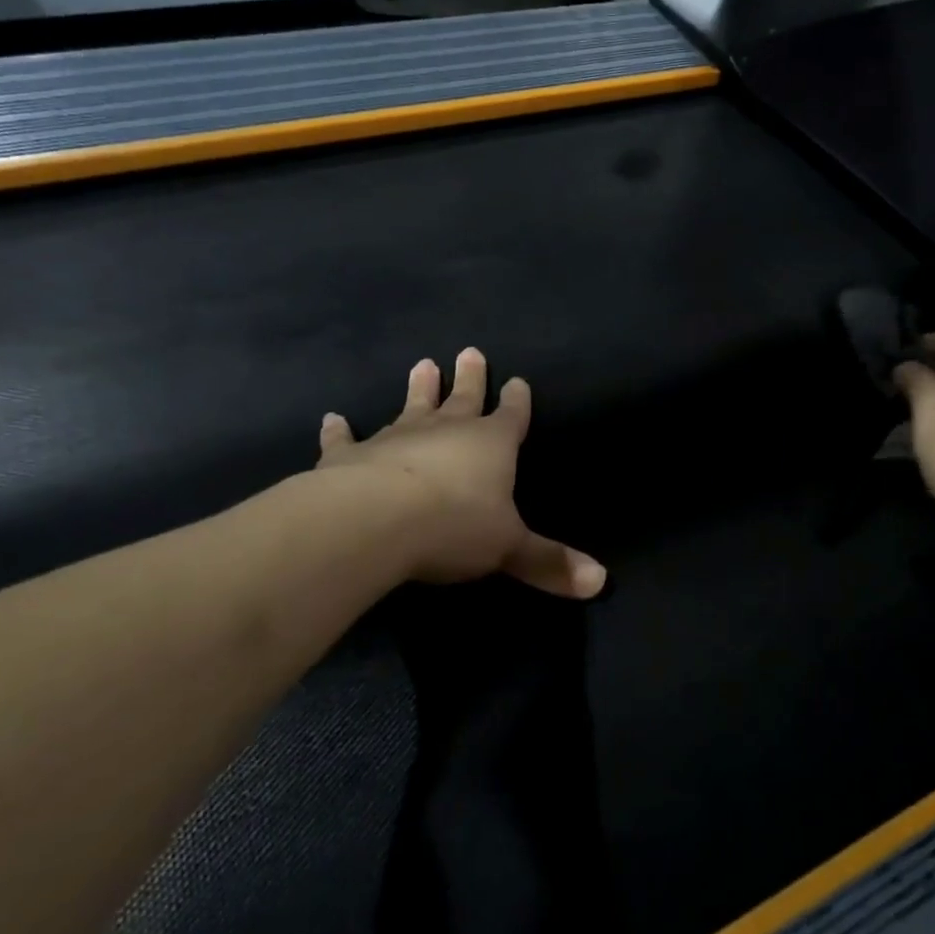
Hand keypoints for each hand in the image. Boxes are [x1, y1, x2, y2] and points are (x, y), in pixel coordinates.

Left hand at [315, 348, 606, 598]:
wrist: (376, 520)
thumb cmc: (454, 526)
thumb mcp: (510, 548)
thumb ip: (550, 563)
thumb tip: (601, 582)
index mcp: (490, 445)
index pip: (510, 417)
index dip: (516, 401)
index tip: (517, 380)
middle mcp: (446, 432)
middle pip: (462, 399)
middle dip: (469, 379)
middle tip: (469, 351)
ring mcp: (396, 439)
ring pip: (412, 407)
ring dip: (418, 389)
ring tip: (422, 364)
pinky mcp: (351, 456)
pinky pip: (346, 439)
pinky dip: (339, 430)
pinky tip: (333, 418)